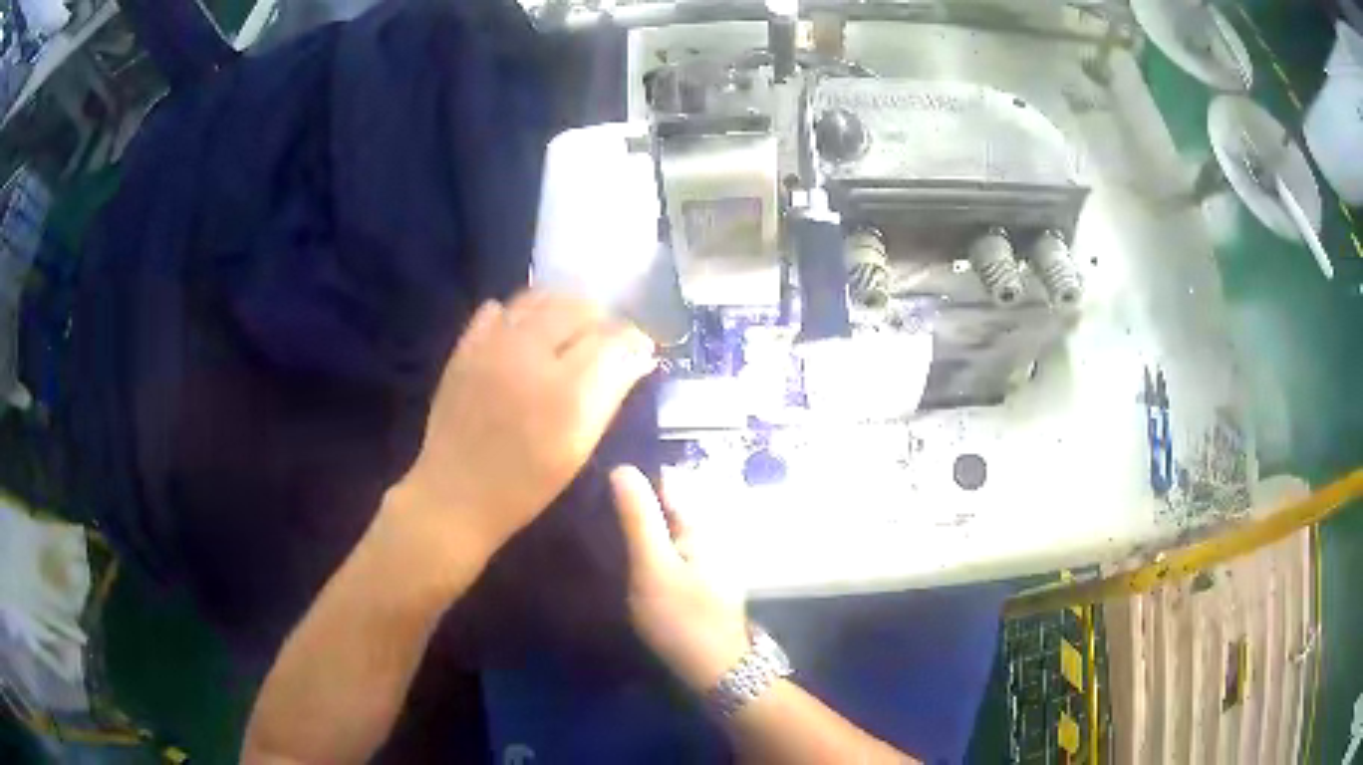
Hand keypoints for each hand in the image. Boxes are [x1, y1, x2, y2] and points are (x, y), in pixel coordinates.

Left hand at [393, 291, 655, 563]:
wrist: (456, 494)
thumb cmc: (526, 484)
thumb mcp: (579, 447)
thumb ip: (610, 396)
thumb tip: (638, 357)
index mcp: (567, 389)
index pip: (614, 340)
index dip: (634, 340)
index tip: (642, 348)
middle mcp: (532, 355)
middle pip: (578, 308)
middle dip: (602, 318)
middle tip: (609, 336)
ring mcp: (493, 345)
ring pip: (539, 298)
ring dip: (563, 306)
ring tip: (572, 325)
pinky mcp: (466, 347)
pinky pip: (497, 309)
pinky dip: (519, 313)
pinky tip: (526, 333)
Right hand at [611, 466, 749, 691]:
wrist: (713, 669)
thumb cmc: (682, 617)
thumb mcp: (653, 566)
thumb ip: (639, 518)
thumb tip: (623, 467)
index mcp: (699, 523)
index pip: (666, 480)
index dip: (633, 478)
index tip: (597, 483)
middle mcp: (705, 533)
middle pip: (665, 504)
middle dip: (633, 504)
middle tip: (592, 511)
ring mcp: (702, 557)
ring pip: (664, 529)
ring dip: (637, 528)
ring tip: (599, 531)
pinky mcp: (696, 579)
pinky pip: (667, 550)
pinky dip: (646, 549)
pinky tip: (623, 559)